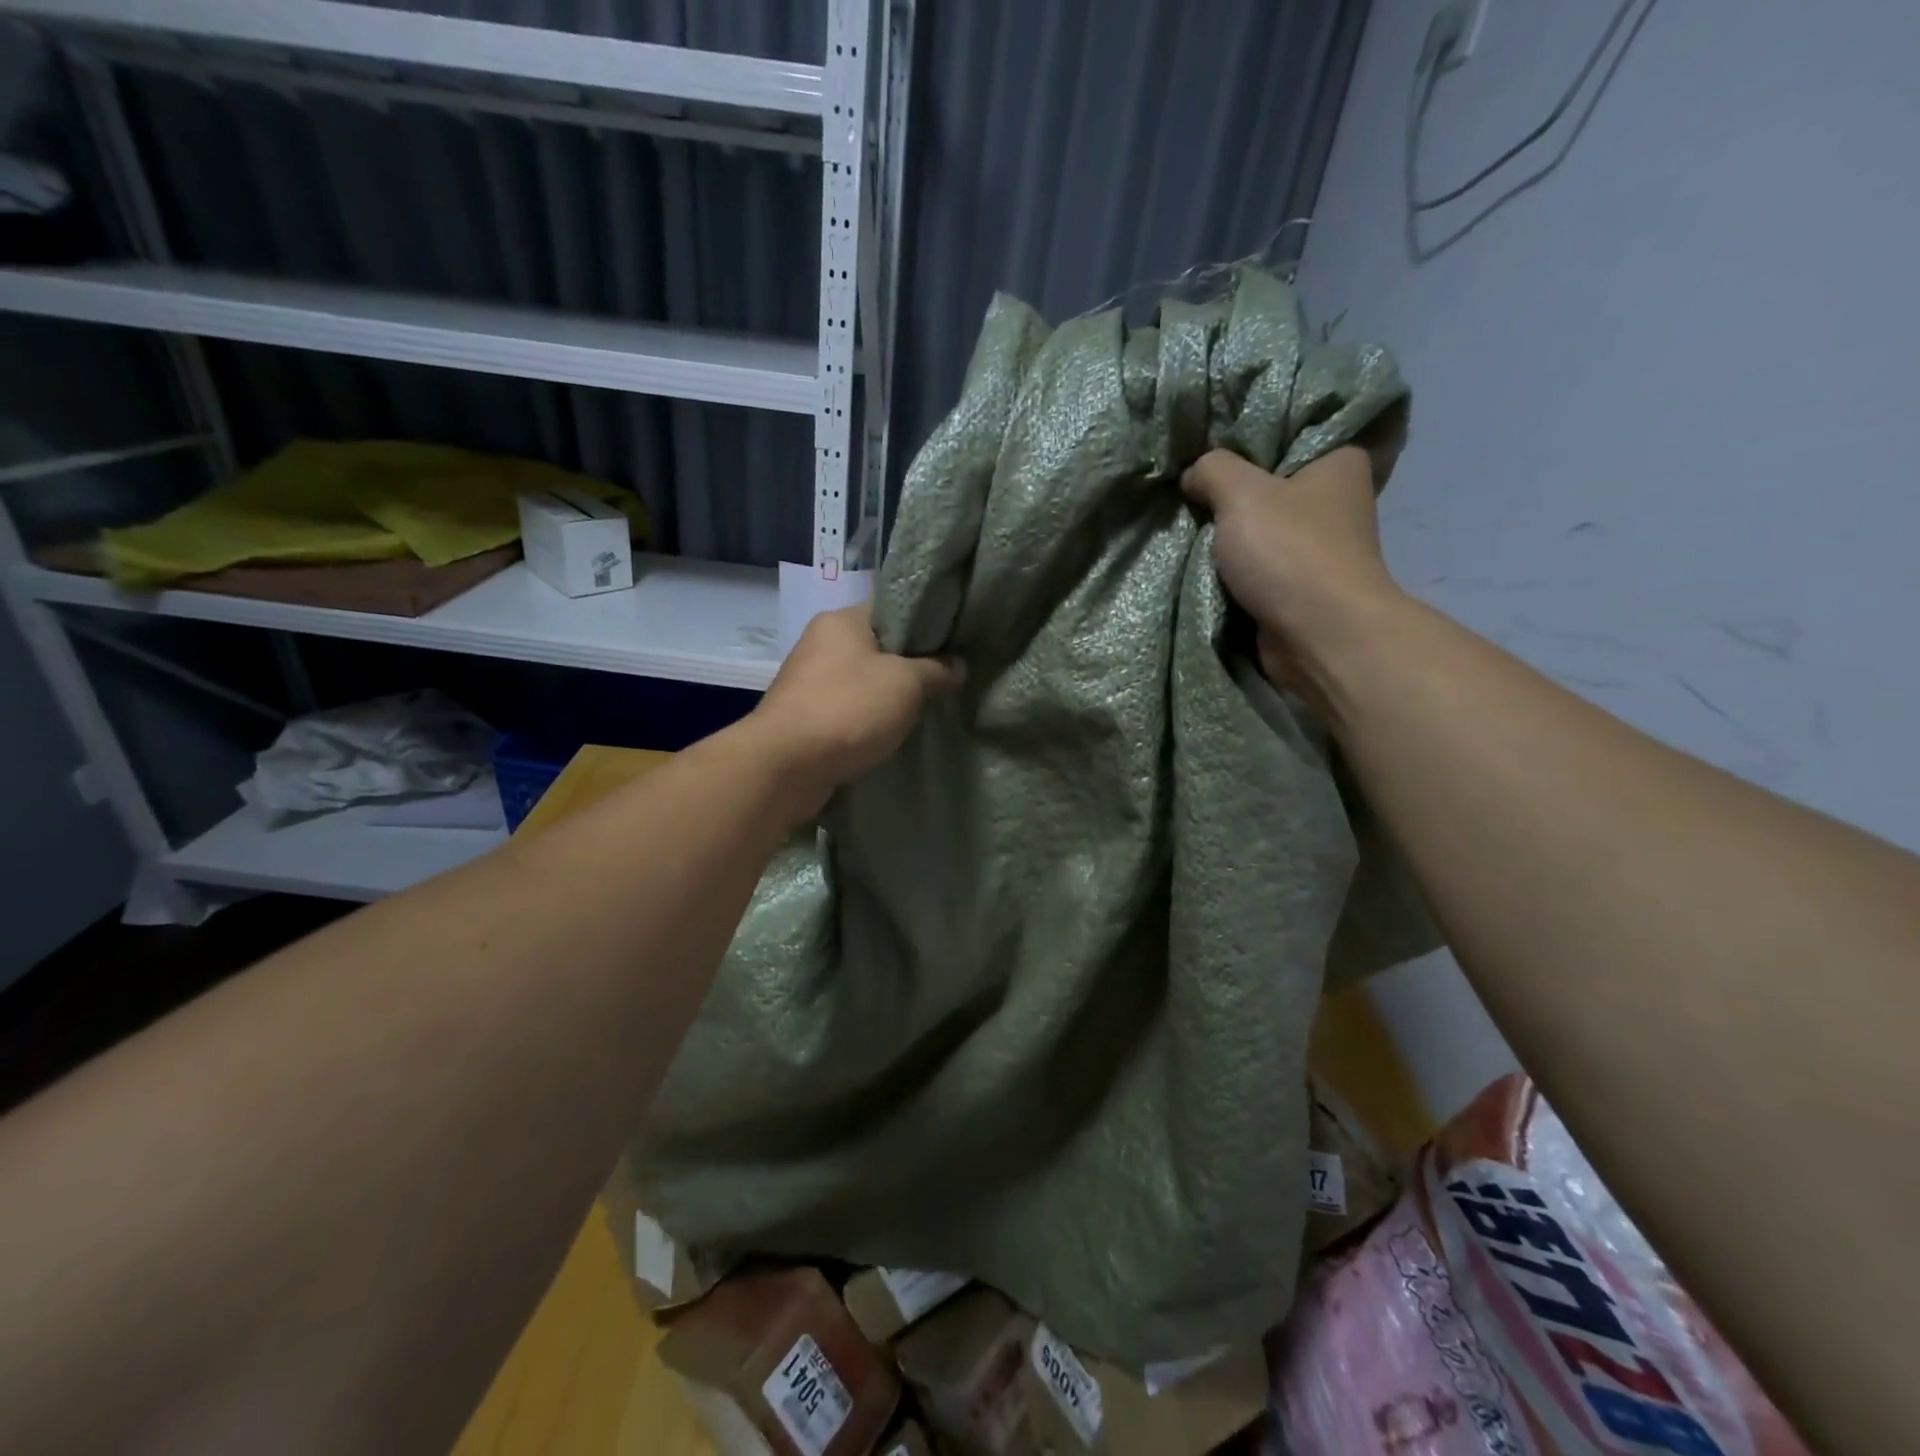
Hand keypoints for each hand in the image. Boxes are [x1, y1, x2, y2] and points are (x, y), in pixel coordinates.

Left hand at [750, 603, 960, 814]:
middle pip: (879, 647)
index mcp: (842, 620)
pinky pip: (849, 712)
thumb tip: (958, 666)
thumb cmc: (849, 708)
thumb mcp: (907, 684)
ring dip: (890, 698)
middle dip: (911, 666)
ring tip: (927, 710)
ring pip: (864, 682)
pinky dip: (869, 722)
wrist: (787, 765)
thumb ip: (937, 670)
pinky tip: (894, 735)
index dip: (926, 623)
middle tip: (947, 681)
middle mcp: (821, 644)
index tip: (955, 642)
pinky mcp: (806, 718)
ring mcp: (810, 682)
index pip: (892, 608)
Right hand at [1181, 446, 1399, 695]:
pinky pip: (1255, 566)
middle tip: (1186, 485)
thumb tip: (1193, 474)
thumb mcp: (1241, 493)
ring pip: (1258, 529)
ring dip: (1225, 534)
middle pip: (1267, 484)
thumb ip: (1212, 469)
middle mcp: (1335, 501)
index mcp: (1339, 462)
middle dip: (1227, 491)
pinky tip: (1199, 559)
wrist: (1318, 636)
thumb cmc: (1290, 552)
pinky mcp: (1299, 585)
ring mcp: (1317, 548)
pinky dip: (1231, 567)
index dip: (1244, 439)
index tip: (1205, 445)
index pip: (1288, 434)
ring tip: (1185, 520)